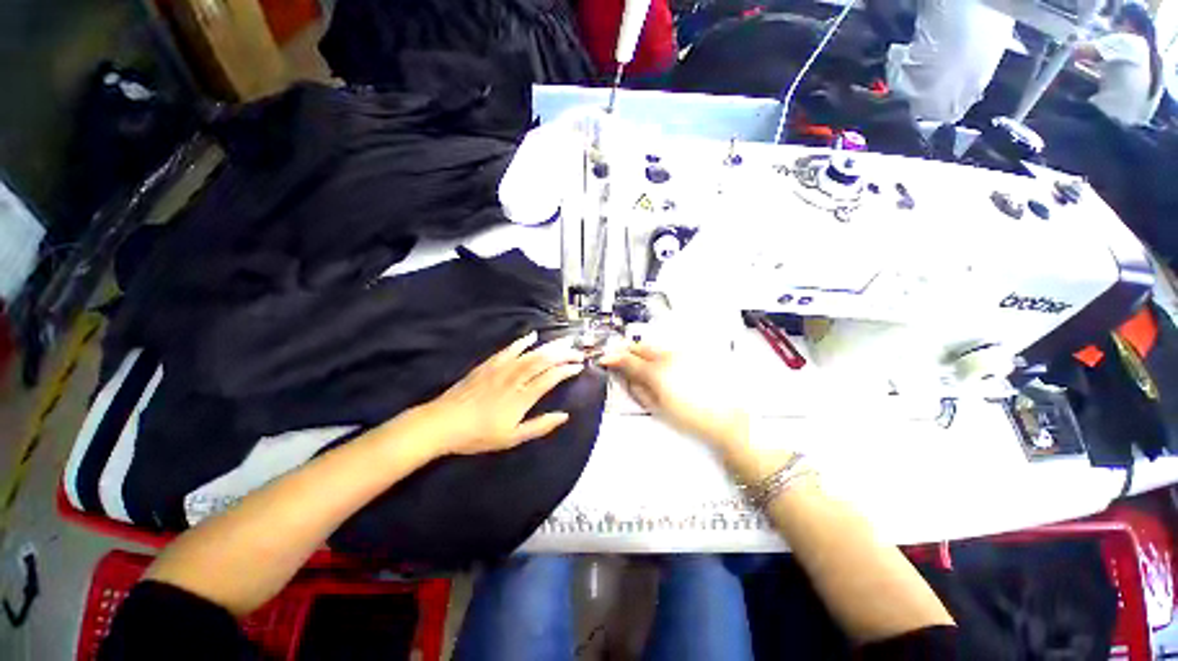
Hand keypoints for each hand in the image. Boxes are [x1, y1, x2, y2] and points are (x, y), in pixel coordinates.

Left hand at [411, 332, 585, 456]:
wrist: (443, 423)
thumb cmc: (478, 435)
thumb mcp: (512, 438)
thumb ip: (540, 426)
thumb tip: (564, 416)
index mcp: (522, 397)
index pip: (551, 378)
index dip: (567, 370)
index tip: (579, 366)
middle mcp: (515, 378)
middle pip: (544, 361)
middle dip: (564, 354)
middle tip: (578, 350)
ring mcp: (501, 369)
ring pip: (530, 353)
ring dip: (549, 345)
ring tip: (564, 340)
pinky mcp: (489, 365)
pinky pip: (509, 349)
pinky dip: (522, 342)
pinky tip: (532, 336)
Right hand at [599, 341, 748, 452]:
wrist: (725, 417)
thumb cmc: (690, 417)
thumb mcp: (657, 407)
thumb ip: (637, 389)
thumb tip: (625, 378)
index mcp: (656, 372)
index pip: (627, 359)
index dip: (612, 358)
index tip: (604, 359)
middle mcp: (668, 357)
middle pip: (639, 346)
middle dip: (625, 350)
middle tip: (618, 357)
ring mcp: (681, 353)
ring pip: (653, 345)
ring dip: (641, 350)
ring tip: (637, 361)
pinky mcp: (692, 354)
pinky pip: (668, 348)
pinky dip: (657, 352)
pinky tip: (659, 363)